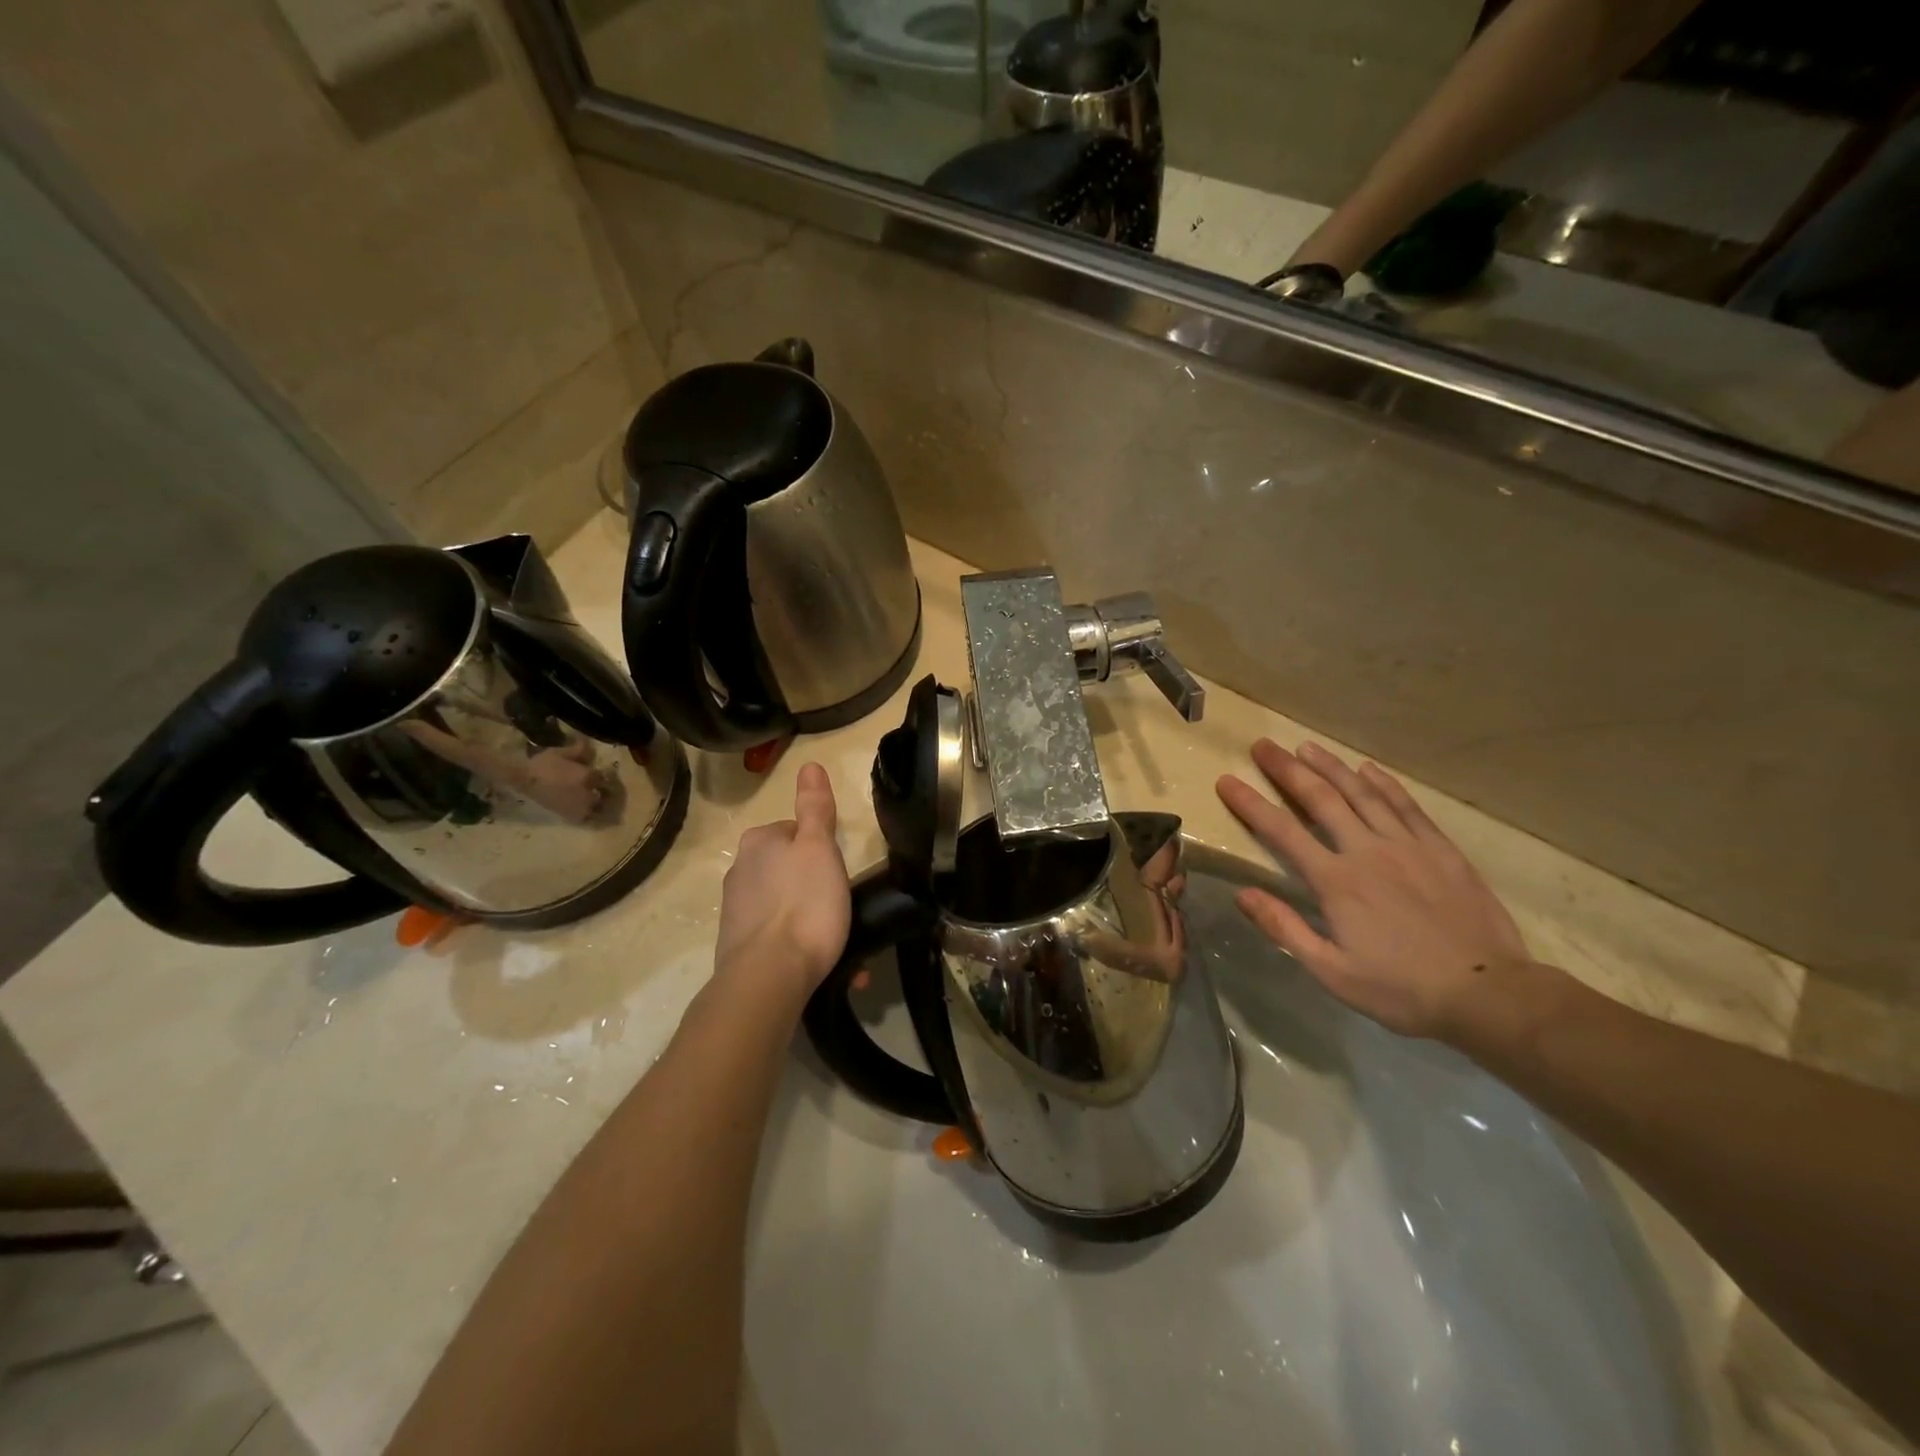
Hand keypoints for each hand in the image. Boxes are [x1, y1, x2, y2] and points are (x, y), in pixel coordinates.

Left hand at [714, 763, 851, 995]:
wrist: (769, 975)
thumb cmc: (804, 904)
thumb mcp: (819, 847)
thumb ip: (814, 808)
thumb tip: (809, 764)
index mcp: (758, 843)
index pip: (795, 832)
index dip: (822, 849)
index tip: (840, 872)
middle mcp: (739, 871)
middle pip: (789, 869)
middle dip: (816, 887)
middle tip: (844, 909)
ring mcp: (736, 911)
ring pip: (784, 906)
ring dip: (810, 920)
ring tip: (840, 944)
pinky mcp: (737, 946)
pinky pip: (777, 937)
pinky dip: (798, 945)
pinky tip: (821, 964)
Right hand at [1217, 740, 1527, 1041]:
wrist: (1489, 994)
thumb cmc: (1401, 989)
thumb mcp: (1332, 972)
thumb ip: (1285, 928)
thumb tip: (1242, 894)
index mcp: (1336, 881)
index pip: (1282, 831)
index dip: (1250, 803)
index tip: (1227, 780)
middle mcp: (1367, 851)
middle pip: (1321, 798)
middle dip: (1287, 769)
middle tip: (1263, 745)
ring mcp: (1407, 845)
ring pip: (1362, 793)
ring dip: (1331, 766)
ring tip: (1306, 746)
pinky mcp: (1440, 849)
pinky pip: (1406, 806)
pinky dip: (1384, 783)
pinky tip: (1367, 769)